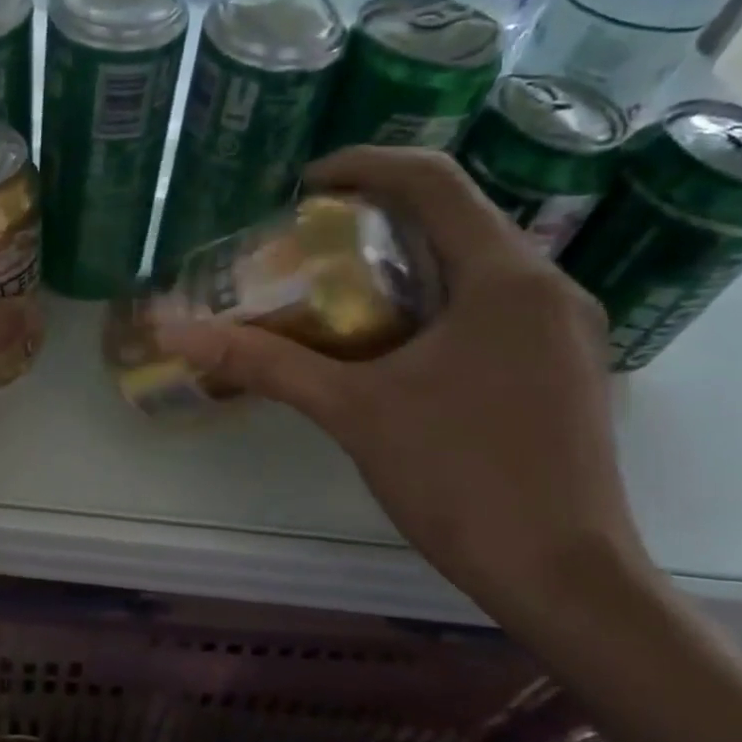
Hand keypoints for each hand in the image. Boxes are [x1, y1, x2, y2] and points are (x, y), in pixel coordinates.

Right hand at [159, 147, 644, 612]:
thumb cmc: (459, 478)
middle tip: (309, 240)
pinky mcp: (562, 367)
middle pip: (456, 217)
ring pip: (475, 264)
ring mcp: (564, 330)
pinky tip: (392, 342)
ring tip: (339, 288)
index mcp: (506, 277)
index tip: (304, 185)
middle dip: (378, 216)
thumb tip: (178, 331)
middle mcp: (548, 287)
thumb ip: (265, 363)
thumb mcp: (351, 411)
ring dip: (406, 260)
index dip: (363, 165)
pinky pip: (492, 306)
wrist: (562, 577)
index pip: (434, 179)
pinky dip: (435, 300)